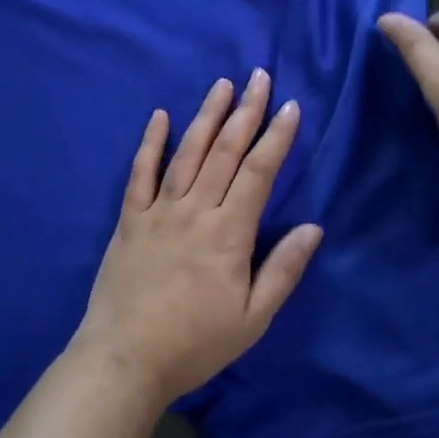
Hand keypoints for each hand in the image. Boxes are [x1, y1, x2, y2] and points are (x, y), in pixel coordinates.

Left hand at [71, 70, 322, 406]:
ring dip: (206, 116)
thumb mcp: (252, 319)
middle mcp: (195, 211)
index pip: (259, 173)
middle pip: (225, 152)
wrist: (125, 360)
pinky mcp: (129, 220)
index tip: (291, 107)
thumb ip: (283, 270)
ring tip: (221, 85)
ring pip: (187, 153)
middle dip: (246, 112)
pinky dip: (150, 143)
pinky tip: (159, 116)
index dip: (276, 137)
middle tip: (259, 77)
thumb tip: (313, 227)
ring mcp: (158, 212)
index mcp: (228, 234)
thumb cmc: (195, 344)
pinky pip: (140, 174)